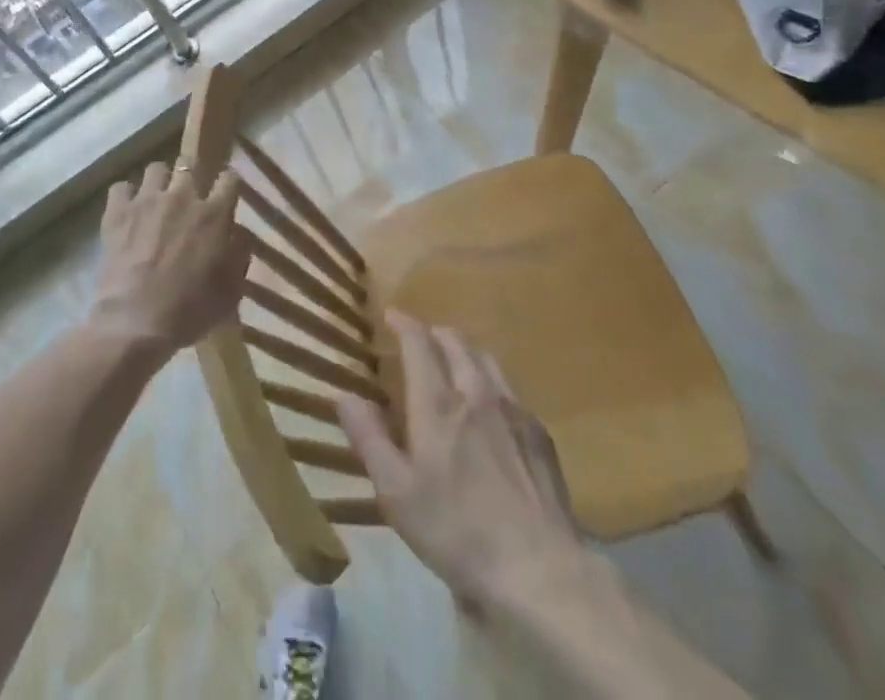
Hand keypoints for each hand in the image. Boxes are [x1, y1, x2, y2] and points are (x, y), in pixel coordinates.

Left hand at [89, 162, 250, 360]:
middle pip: (191, 164)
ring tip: (157, 200)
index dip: (229, 183)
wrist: (135, 323)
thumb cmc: (189, 310)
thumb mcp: (231, 290)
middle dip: (193, 175)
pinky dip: (126, 196)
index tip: (226, 192)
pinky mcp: (118, 211)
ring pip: (156, 169)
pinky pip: (122, 186)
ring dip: (160, 182)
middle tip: (189, 196)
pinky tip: (128, 210)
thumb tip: (241, 233)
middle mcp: (182, 197)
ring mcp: (147, 200)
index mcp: (214, 214)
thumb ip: (240, 254)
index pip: (230, 178)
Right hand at [338, 313, 585, 607]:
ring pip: (486, 359)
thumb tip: (345, 395)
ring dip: (465, 352)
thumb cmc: (456, 530)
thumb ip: (369, 438)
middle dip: (433, 334)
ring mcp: (513, 409)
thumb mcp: (397, 493)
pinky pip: (510, 389)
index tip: (391, 316)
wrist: (538, 568)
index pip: (419, 342)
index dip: (403, 324)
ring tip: (454, 364)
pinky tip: (491, 407)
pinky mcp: (539, 432)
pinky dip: (491, 381)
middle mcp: (475, 392)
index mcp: (437, 403)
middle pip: (455, 341)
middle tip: (420, 343)